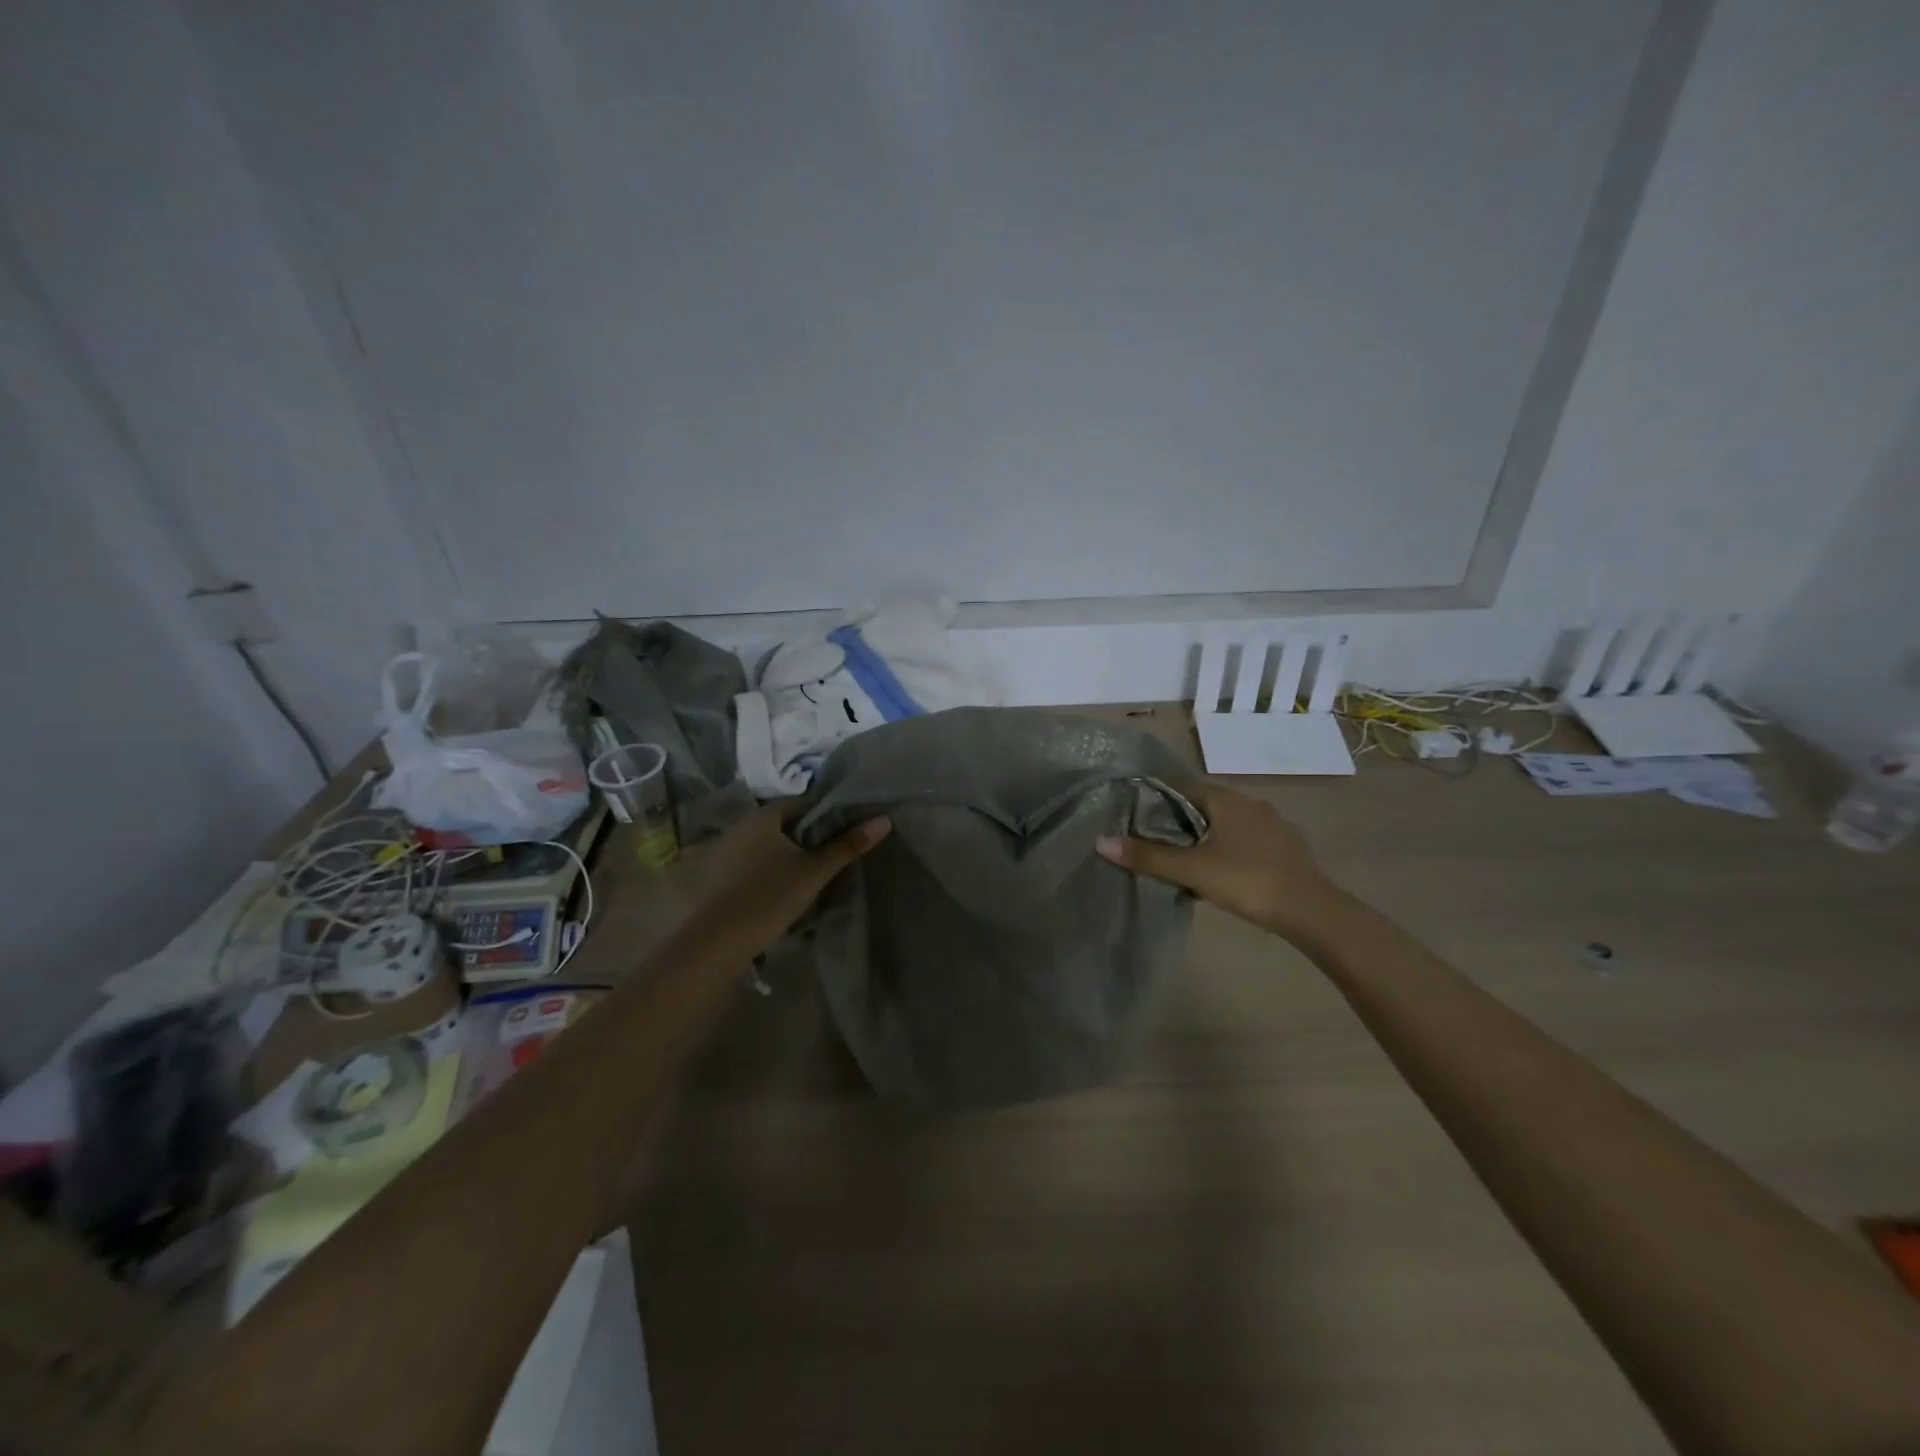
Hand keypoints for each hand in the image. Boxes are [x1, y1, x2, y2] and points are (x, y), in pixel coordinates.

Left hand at [684, 800, 889, 954]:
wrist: (715, 942)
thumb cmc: (769, 897)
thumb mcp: (815, 872)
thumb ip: (848, 845)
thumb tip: (884, 820)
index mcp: (763, 817)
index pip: (801, 803)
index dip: (824, 814)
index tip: (843, 832)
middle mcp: (739, 826)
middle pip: (781, 824)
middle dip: (804, 836)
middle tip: (829, 856)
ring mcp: (722, 851)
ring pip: (763, 845)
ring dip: (782, 855)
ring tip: (806, 876)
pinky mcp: (713, 877)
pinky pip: (747, 864)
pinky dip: (764, 871)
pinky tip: (776, 892)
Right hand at [1097, 780, 1341, 938]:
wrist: (1312, 911)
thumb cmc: (1246, 880)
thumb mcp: (1191, 870)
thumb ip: (1148, 856)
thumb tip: (1101, 841)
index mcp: (1227, 800)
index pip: (1182, 785)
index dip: (1156, 795)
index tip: (1134, 810)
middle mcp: (1251, 803)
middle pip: (1205, 803)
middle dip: (1179, 818)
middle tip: (1153, 838)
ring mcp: (1274, 825)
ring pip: (1227, 823)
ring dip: (1205, 835)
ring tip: (1184, 858)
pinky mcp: (1286, 848)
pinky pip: (1246, 840)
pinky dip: (1228, 848)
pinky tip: (1221, 871)